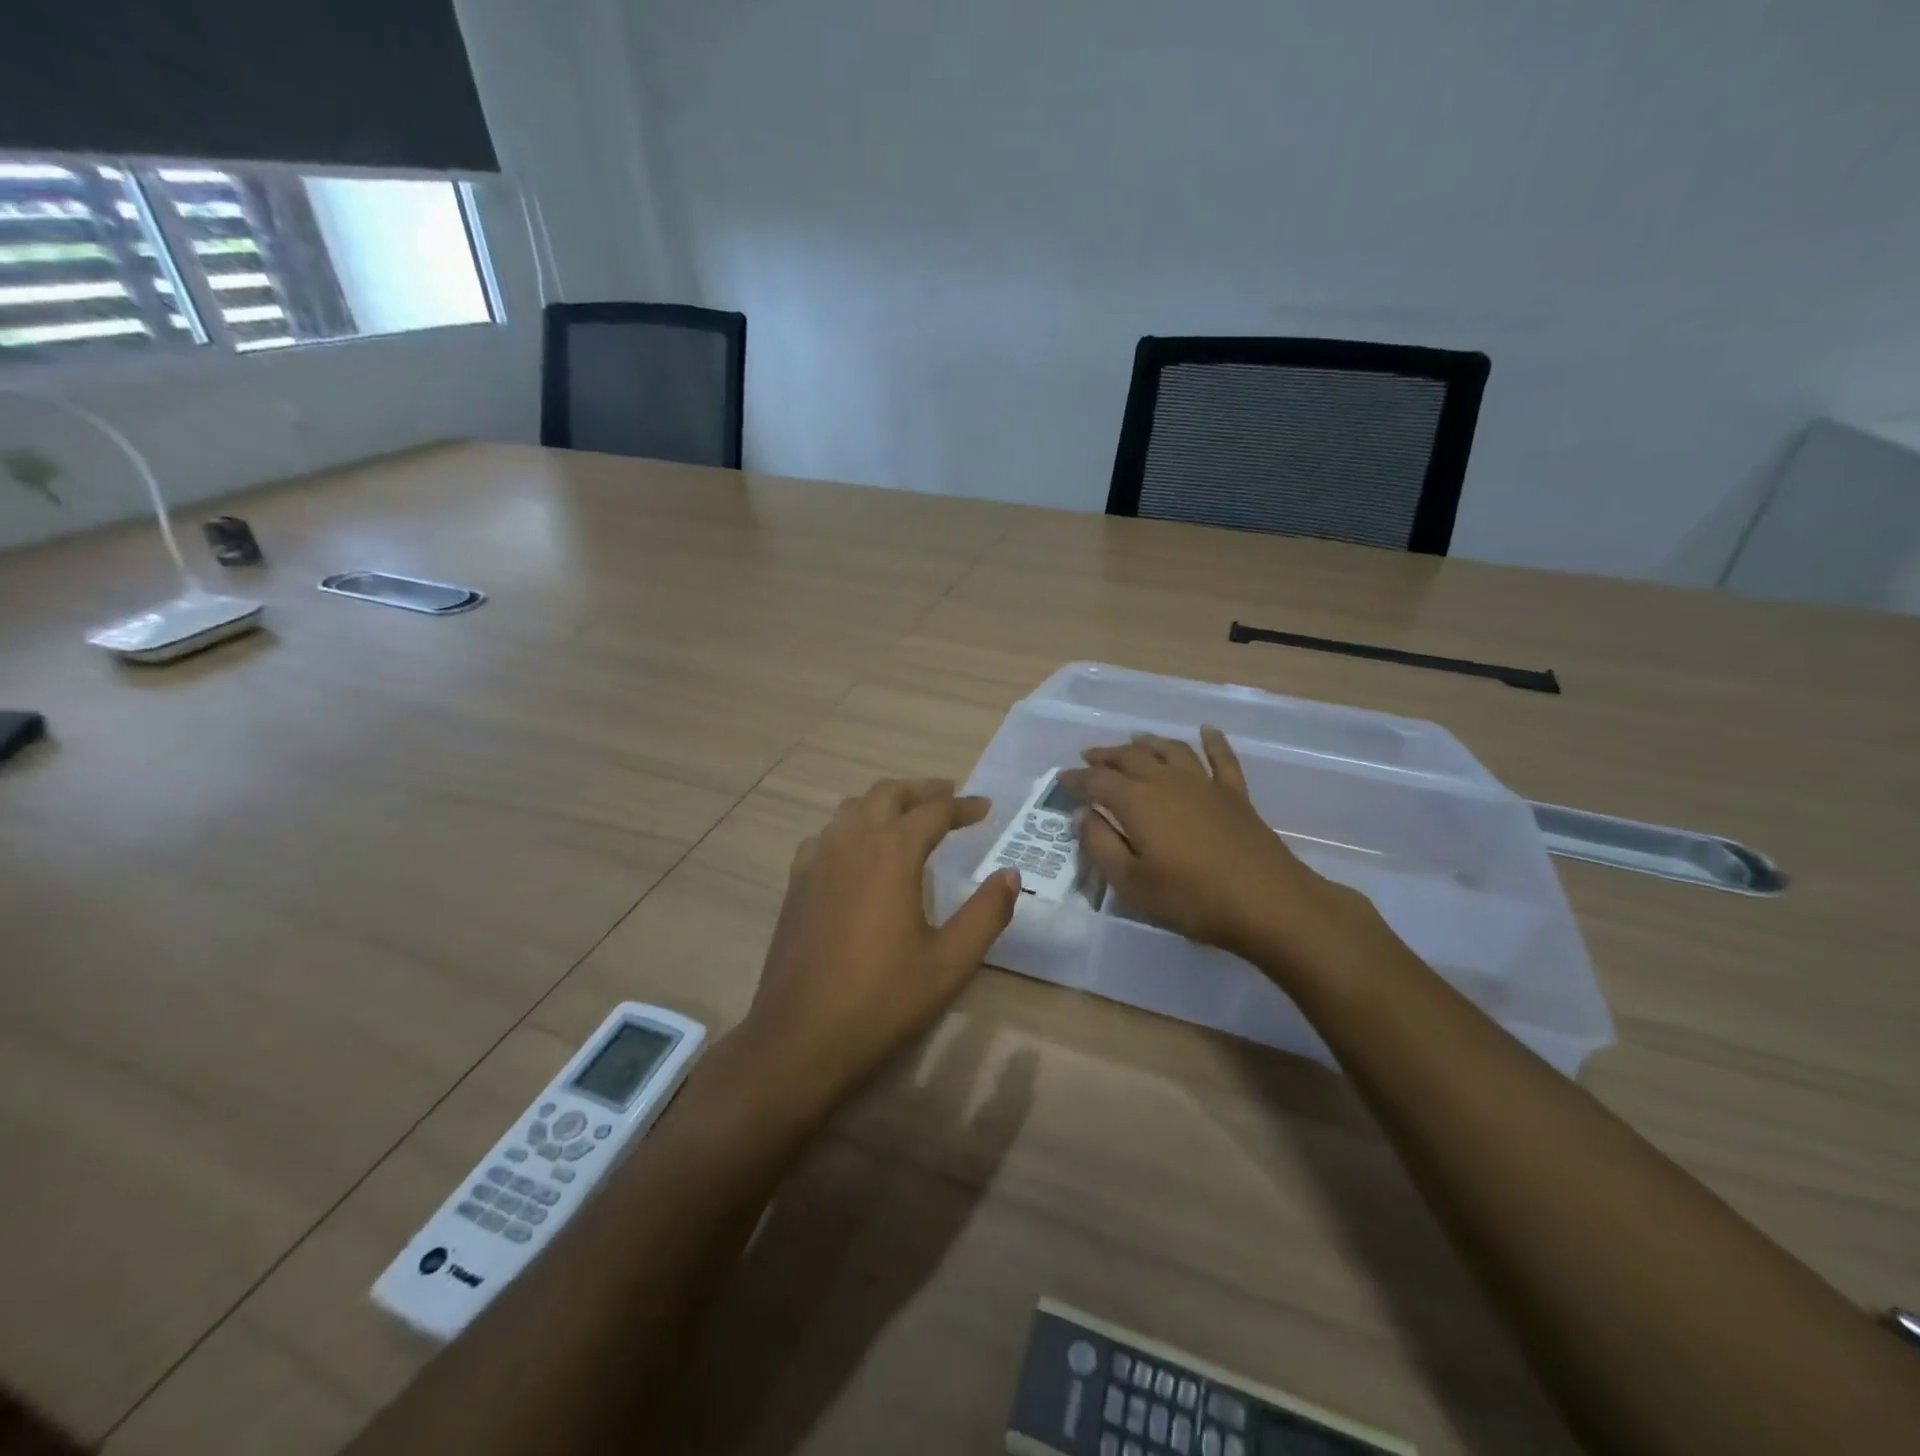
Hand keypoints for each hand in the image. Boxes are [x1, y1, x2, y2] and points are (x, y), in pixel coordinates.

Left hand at [739, 778, 1018, 1112]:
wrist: (801, 1038)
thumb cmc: (883, 999)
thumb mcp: (950, 961)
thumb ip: (986, 913)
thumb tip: (1010, 875)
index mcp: (891, 853)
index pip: (932, 811)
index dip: (963, 806)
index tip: (985, 808)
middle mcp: (851, 843)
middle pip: (887, 794)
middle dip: (921, 790)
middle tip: (949, 797)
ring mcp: (816, 861)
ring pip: (852, 809)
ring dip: (884, 803)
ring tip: (907, 817)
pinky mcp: (796, 884)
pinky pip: (826, 835)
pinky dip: (851, 828)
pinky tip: (859, 853)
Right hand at [1060, 727, 1393, 979]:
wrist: (1267, 903)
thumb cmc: (1191, 899)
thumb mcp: (1131, 883)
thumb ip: (1100, 845)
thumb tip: (1083, 815)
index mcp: (1137, 802)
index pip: (1097, 781)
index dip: (1076, 779)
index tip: (1061, 779)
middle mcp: (1167, 781)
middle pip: (1130, 757)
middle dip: (1106, 755)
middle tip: (1089, 756)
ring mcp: (1204, 784)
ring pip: (1170, 750)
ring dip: (1147, 742)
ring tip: (1133, 740)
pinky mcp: (1235, 794)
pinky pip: (1221, 758)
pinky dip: (1212, 741)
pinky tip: (1206, 730)